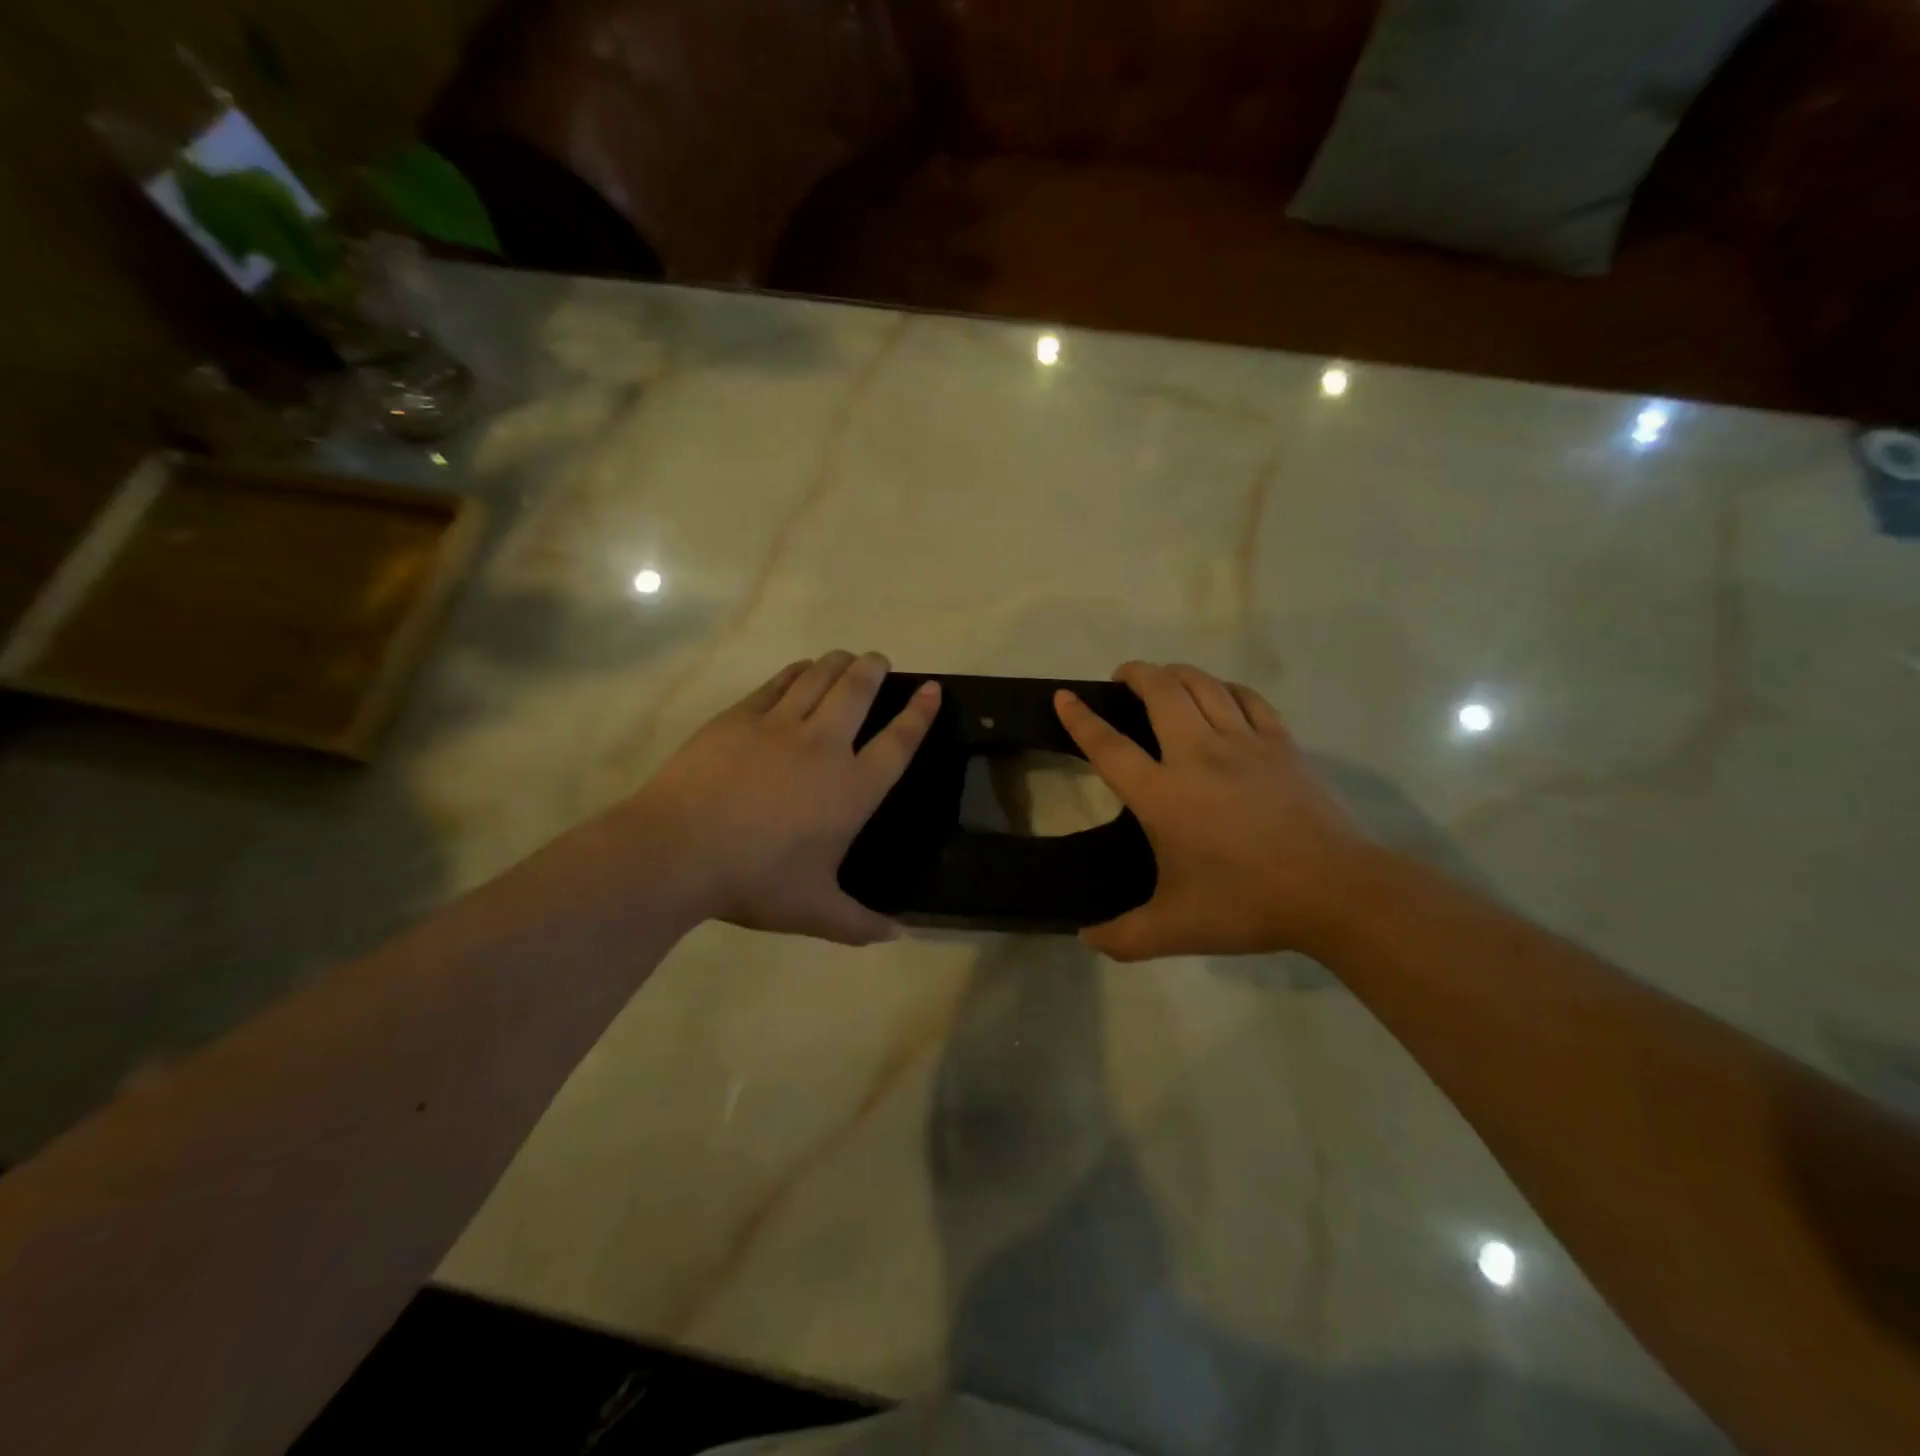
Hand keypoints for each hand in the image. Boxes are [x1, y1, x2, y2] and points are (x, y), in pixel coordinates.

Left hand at [624, 651, 939, 943]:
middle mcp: (824, 746)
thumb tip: (900, 935)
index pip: (898, 741)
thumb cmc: (755, 881)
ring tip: (846, 658)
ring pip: (819, 677)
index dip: (919, 713)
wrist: (678, 851)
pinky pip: (778, 683)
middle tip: (880, 660)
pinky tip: (800, 670)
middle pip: (859, 691)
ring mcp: (779, 726)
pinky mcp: (740, 718)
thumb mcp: (815, 912)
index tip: (931, 689)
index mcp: (852, 788)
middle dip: (875, 669)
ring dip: (838, 663)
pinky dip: (796, 672)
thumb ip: (861, 924)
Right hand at [1055, 662, 1371, 960]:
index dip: (1081, 719)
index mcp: (1163, 795)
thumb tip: (1086, 938)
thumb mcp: (1174, 930)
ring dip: (1177, 673)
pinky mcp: (1281, 744)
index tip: (1064, 696)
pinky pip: (1248, 699)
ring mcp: (1244, 743)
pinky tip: (1221, 695)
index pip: (1109, 746)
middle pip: (1161, 691)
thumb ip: (1123, 937)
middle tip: (1123, 678)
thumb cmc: (1247, 905)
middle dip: (1136, 673)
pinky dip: (1227, 688)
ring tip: (1163, 679)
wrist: (1335, 892)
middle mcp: (1197, 755)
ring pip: (1204, 685)